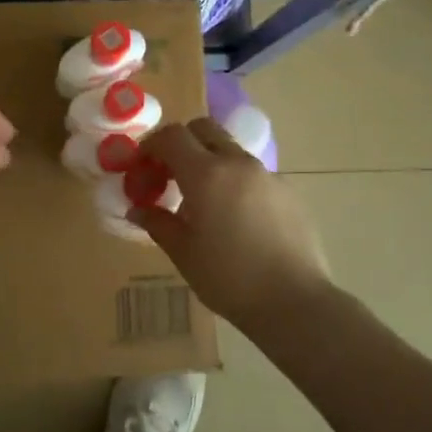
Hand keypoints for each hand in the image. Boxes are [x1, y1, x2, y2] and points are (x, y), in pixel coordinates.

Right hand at [131, 118, 331, 328]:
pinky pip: (253, 174)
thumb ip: (158, 222)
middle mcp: (237, 163)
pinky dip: (236, 182)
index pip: (172, 136)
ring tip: (204, 202)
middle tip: (170, 174)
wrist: (294, 302)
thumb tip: (138, 209)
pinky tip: (236, 219)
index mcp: (206, 173)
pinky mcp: (289, 192)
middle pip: (204, 129)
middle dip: (182, 142)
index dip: (151, 145)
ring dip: (210, 162)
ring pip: (231, 151)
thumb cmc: (228, 278)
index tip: (141, 167)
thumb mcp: (183, 252)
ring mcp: (267, 175)